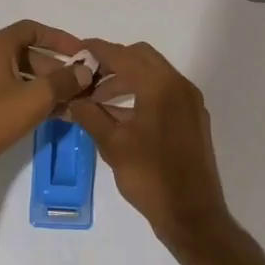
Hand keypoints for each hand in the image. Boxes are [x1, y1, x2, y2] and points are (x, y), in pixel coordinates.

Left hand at [0, 20, 95, 181]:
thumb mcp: (35, 99)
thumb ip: (63, 82)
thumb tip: (84, 71)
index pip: (32, 30)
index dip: (60, 39)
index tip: (81, 54)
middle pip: (25, 53)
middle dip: (54, 68)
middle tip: (78, 86)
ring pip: (16, 74)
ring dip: (43, 86)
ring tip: (68, 105)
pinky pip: (4, 90)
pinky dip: (26, 97)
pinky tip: (46, 115)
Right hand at [67, 39, 234, 250]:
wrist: (192, 215)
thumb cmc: (150, 177)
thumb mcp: (113, 145)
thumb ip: (90, 115)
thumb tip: (72, 100)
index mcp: (160, 86)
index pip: (123, 55)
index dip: (97, 50)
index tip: (77, 51)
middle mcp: (179, 85)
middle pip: (141, 57)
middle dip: (113, 62)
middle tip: (87, 77)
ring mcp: (189, 101)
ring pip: (153, 74)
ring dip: (126, 78)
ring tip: (97, 98)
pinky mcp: (192, 117)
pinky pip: (164, 91)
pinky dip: (141, 92)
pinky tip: (120, 113)